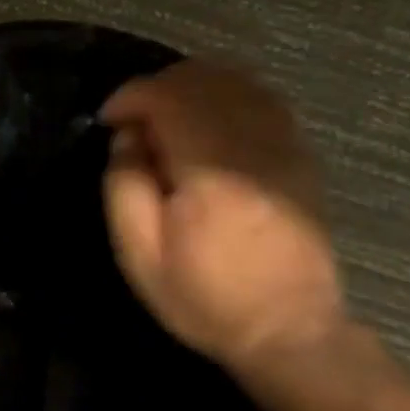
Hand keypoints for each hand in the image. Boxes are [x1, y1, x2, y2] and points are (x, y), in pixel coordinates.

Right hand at [101, 60, 345, 374]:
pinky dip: (227, 96)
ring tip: (166, 116)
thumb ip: (124, 184)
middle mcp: (253, 146)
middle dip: (158, 86)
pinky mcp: (300, 157)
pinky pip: (263, 99)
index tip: (109, 120)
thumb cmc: (205, 297)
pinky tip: (207, 122)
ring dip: (192, 86)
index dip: (131, 97)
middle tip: (133, 119)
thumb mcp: (140, 253)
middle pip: (204, 78)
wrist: (291, 332)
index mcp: (210, 170)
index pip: (168, 97)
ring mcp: (285, 148)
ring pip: (237, 80)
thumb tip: (129, 136)